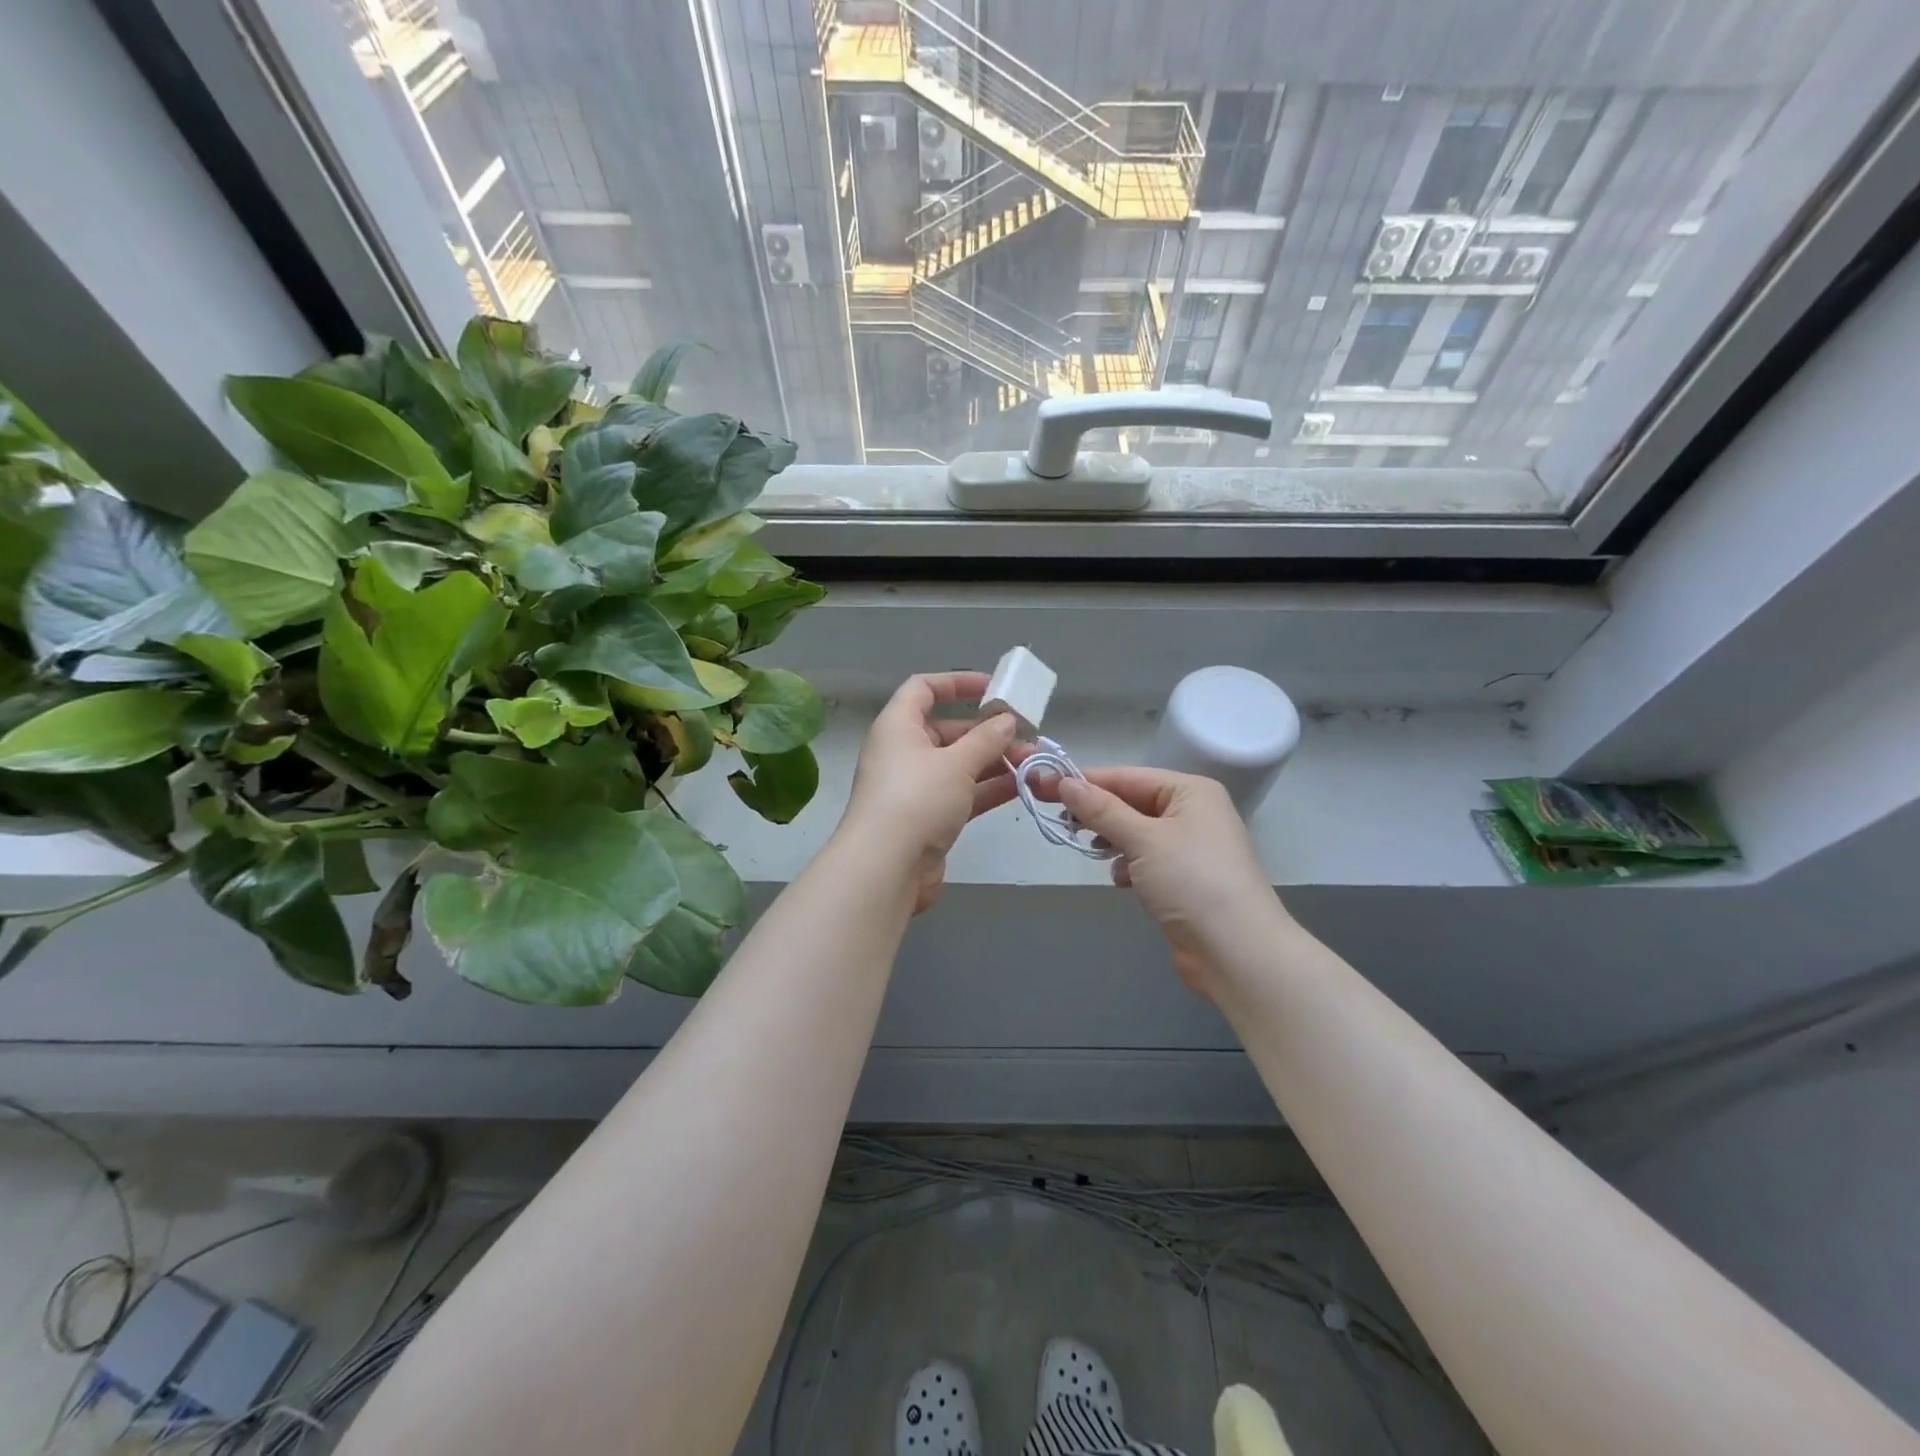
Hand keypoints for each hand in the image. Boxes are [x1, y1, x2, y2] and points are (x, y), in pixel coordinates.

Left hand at [839, 672, 1017, 913]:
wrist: (886, 868)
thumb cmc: (917, 799)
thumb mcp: (956, 763)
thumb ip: (986, 740)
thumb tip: (1007, 721)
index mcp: (898, 726)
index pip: (923, 689)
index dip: (957, 683)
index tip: (994, 688)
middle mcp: (903, 753)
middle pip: (948, 730)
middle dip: (989, 732)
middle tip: (1027, 735)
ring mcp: (915, 788)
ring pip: (959, 765)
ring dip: (995, 762)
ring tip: (1034, 762)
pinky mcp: (927, 818)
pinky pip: (962, 794)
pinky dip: (988, 789)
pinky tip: (1022, 787)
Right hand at [1050, 767, 1285, 1001]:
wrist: (1238, 953)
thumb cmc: (1192, 882)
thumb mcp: (1143, 839)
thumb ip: (1102, 810)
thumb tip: (1064, 782)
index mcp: (1191, 791)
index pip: (1127, 777)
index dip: (1084, 781)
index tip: (1043, 786)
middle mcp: (1193, 813)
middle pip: (1131, 803)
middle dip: (1098, 814)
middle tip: (1060, 822)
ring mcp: (1191, 848)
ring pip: (1136, 833)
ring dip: (1113, 842)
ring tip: (1092, 852)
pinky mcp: (1185, 880)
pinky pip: (1146, 861)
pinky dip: (1129, 867)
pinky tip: (1122, 881)